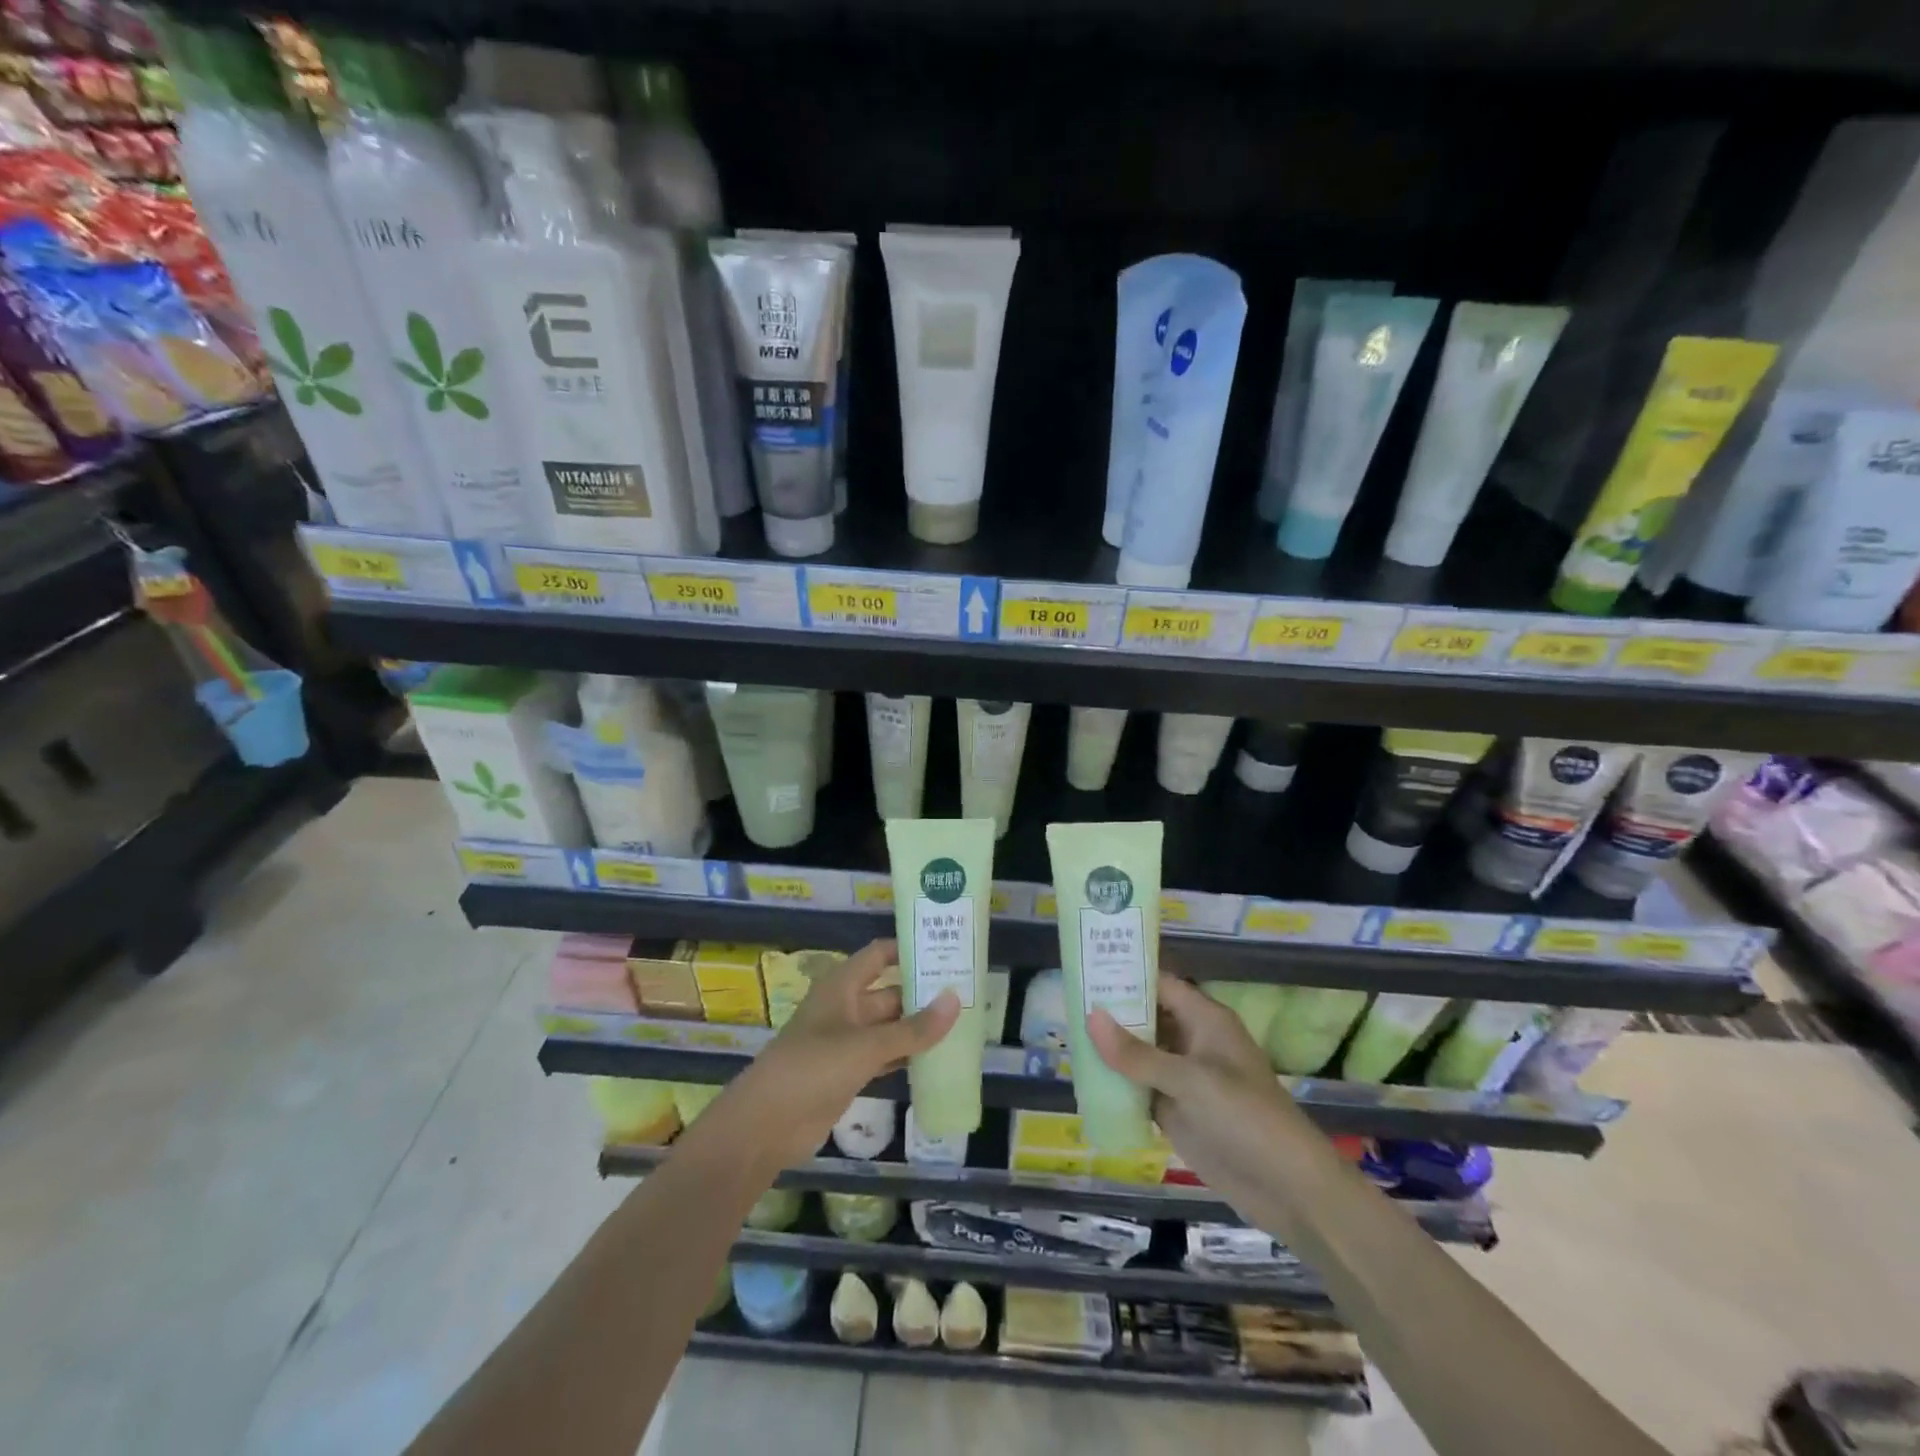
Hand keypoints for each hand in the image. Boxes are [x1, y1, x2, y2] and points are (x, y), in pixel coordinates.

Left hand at [726, 940, 959, 1170]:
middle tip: (968, 993)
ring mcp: (846, 1042)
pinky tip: (937, 1058)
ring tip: (962, 1024)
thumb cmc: (812, 1069)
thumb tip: (956, 1000)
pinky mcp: (848, 1073)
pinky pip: (885, 1056)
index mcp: (842, 986)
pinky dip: (907, 1056)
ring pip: (890, 1027)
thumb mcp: (866, 1046)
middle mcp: (845, 1008)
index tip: (946, 948)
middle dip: (923, 994)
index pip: (879, 955)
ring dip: (918, 1027)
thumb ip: (913, 1028)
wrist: (764, 1126)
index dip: (908, 949)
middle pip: (890, 992)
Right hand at [1087, 976, 1311, 1211]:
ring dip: (1110, 1049)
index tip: (1085, 969)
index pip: (1159, 984)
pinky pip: (1139, 1088)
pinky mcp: (1176, 1111)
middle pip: (1146, 1017)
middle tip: (1066, 1002)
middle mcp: (1192, 1042)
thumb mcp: (1190, 1080)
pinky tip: (1083, 1079)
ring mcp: (1183, 1078)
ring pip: (1139, 1054)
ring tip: (1065, 1036)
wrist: (1287, 1188)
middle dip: (1111, 1012)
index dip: (1126, 975)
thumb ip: (1137, 1053)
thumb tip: (1090, 1016)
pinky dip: (1116, 1084)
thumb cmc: (1245, 1117)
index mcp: (1204, 1019)